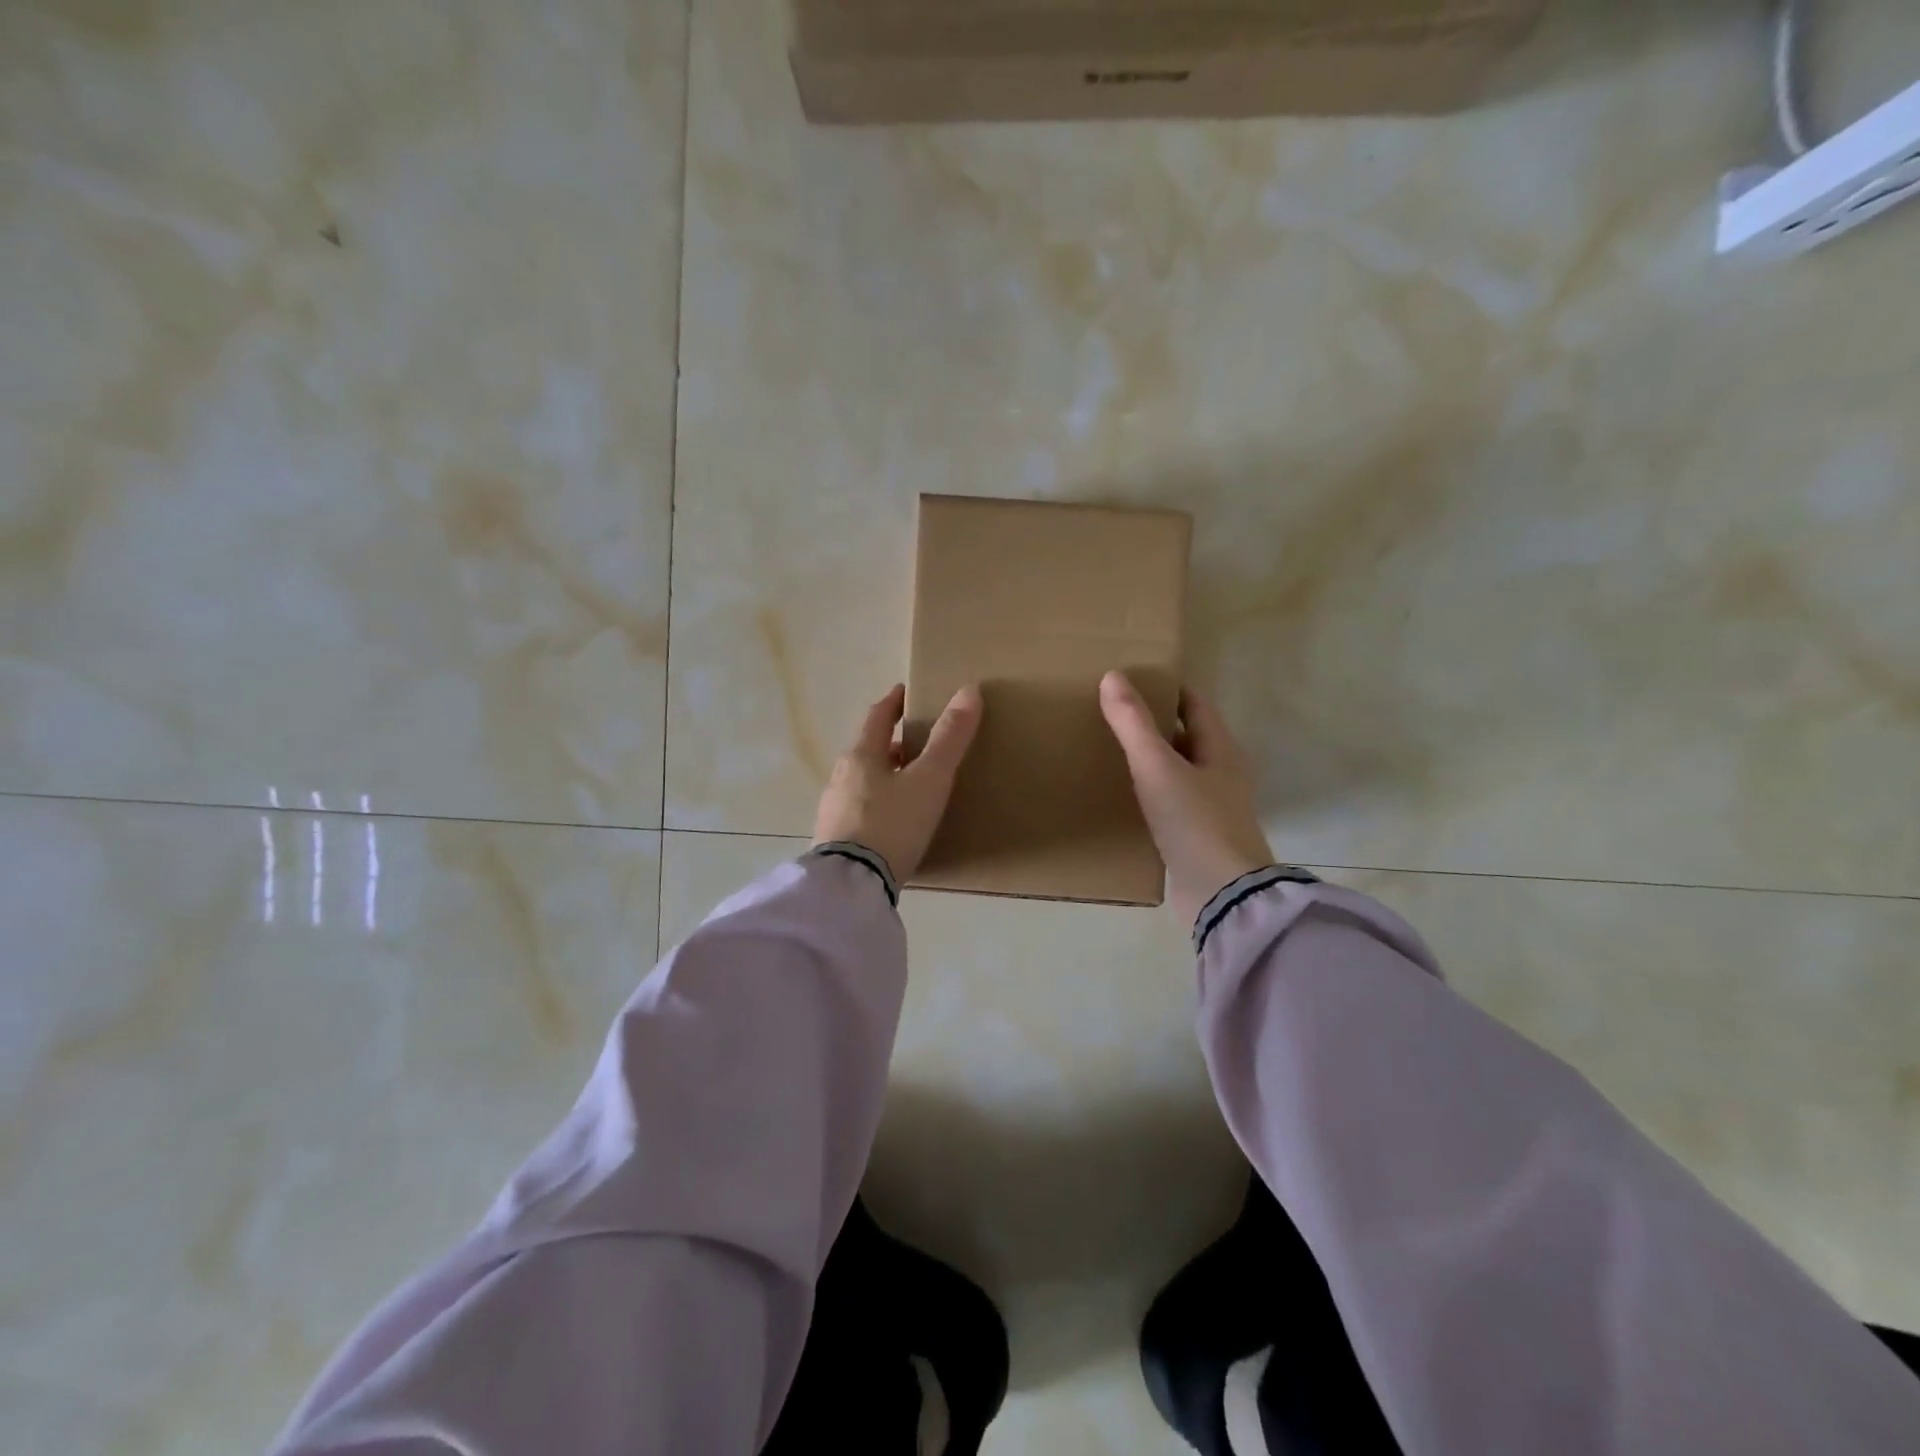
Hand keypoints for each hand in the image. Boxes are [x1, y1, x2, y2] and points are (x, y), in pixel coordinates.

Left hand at [813, 683, 983, 883]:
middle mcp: (841, 778)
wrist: (852, 884)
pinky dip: (878, 805)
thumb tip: (969, 690)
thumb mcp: (929, 780)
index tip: (905, 693)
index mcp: (861, 756)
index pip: (877, 717)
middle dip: (892, 744)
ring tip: (910, 785)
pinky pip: (860, 811)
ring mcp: (833, 811)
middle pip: (868, 751)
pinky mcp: (835, 841)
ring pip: (863, 782)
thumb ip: (949, 738)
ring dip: (885, 776)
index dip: (893, 702)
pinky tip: (893, 823)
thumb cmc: (892, 823)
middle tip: (918, 744)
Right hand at [1099, 670, 1274, 928]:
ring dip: (1151, 760)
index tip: (1133, 680)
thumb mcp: (1157, 767)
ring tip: (1111, 750)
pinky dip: (1149, 793)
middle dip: (1155, 724)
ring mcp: (1211, 809)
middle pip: (1187, 738)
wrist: (1222, 895)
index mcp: (1221, 751)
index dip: (1168, 690)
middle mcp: (1221, 775)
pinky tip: (1123, 796)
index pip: (1195, 706)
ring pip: (1177, 772)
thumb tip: (1112, 676)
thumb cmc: (1194, 822)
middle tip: (1113, 714)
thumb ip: (1133, 724)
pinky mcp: (1197, 838)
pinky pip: (1170, 804)